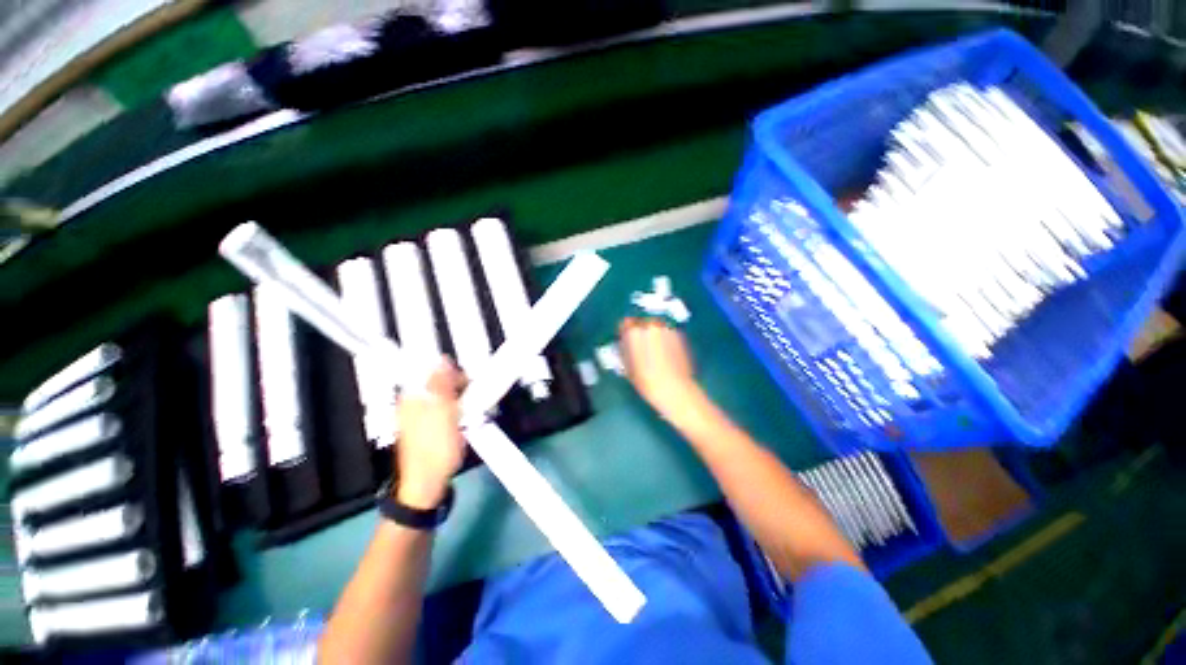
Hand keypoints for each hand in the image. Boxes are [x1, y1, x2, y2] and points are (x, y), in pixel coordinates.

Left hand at [395, 358, 465, 508]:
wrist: (428, 483)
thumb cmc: (436, 449)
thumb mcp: (443, 413)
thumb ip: (443, 385)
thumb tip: (442, 360)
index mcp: (412, 396)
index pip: (430, 368)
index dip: (451, 368)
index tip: (467, 378)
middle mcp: (412, 402)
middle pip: (437, 379)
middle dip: (457, 383)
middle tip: (471, 394)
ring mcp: (419, 414)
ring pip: (444, 393)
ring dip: (460, 395)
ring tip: (470, 407)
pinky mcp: (428, 424)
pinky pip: (445, 406)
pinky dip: (457, 407)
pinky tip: (464, 417)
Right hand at [619, 318, 701, 421]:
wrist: (675, 389)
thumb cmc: (646, 381)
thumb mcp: (627, 367)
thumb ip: (623, 350)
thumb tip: (623, 343)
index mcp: (634, 332)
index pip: (624, 323)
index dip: (624, 332)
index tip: (625, 340)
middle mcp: (650, 326)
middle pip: (641, 322)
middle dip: (639, 330)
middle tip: (639, 344)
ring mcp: (666, 329)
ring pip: (655, 326)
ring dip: (652, 333)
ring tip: (653, 349)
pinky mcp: (679, 335)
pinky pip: (666, 332)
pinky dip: (663, 338)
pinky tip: (665, 352)